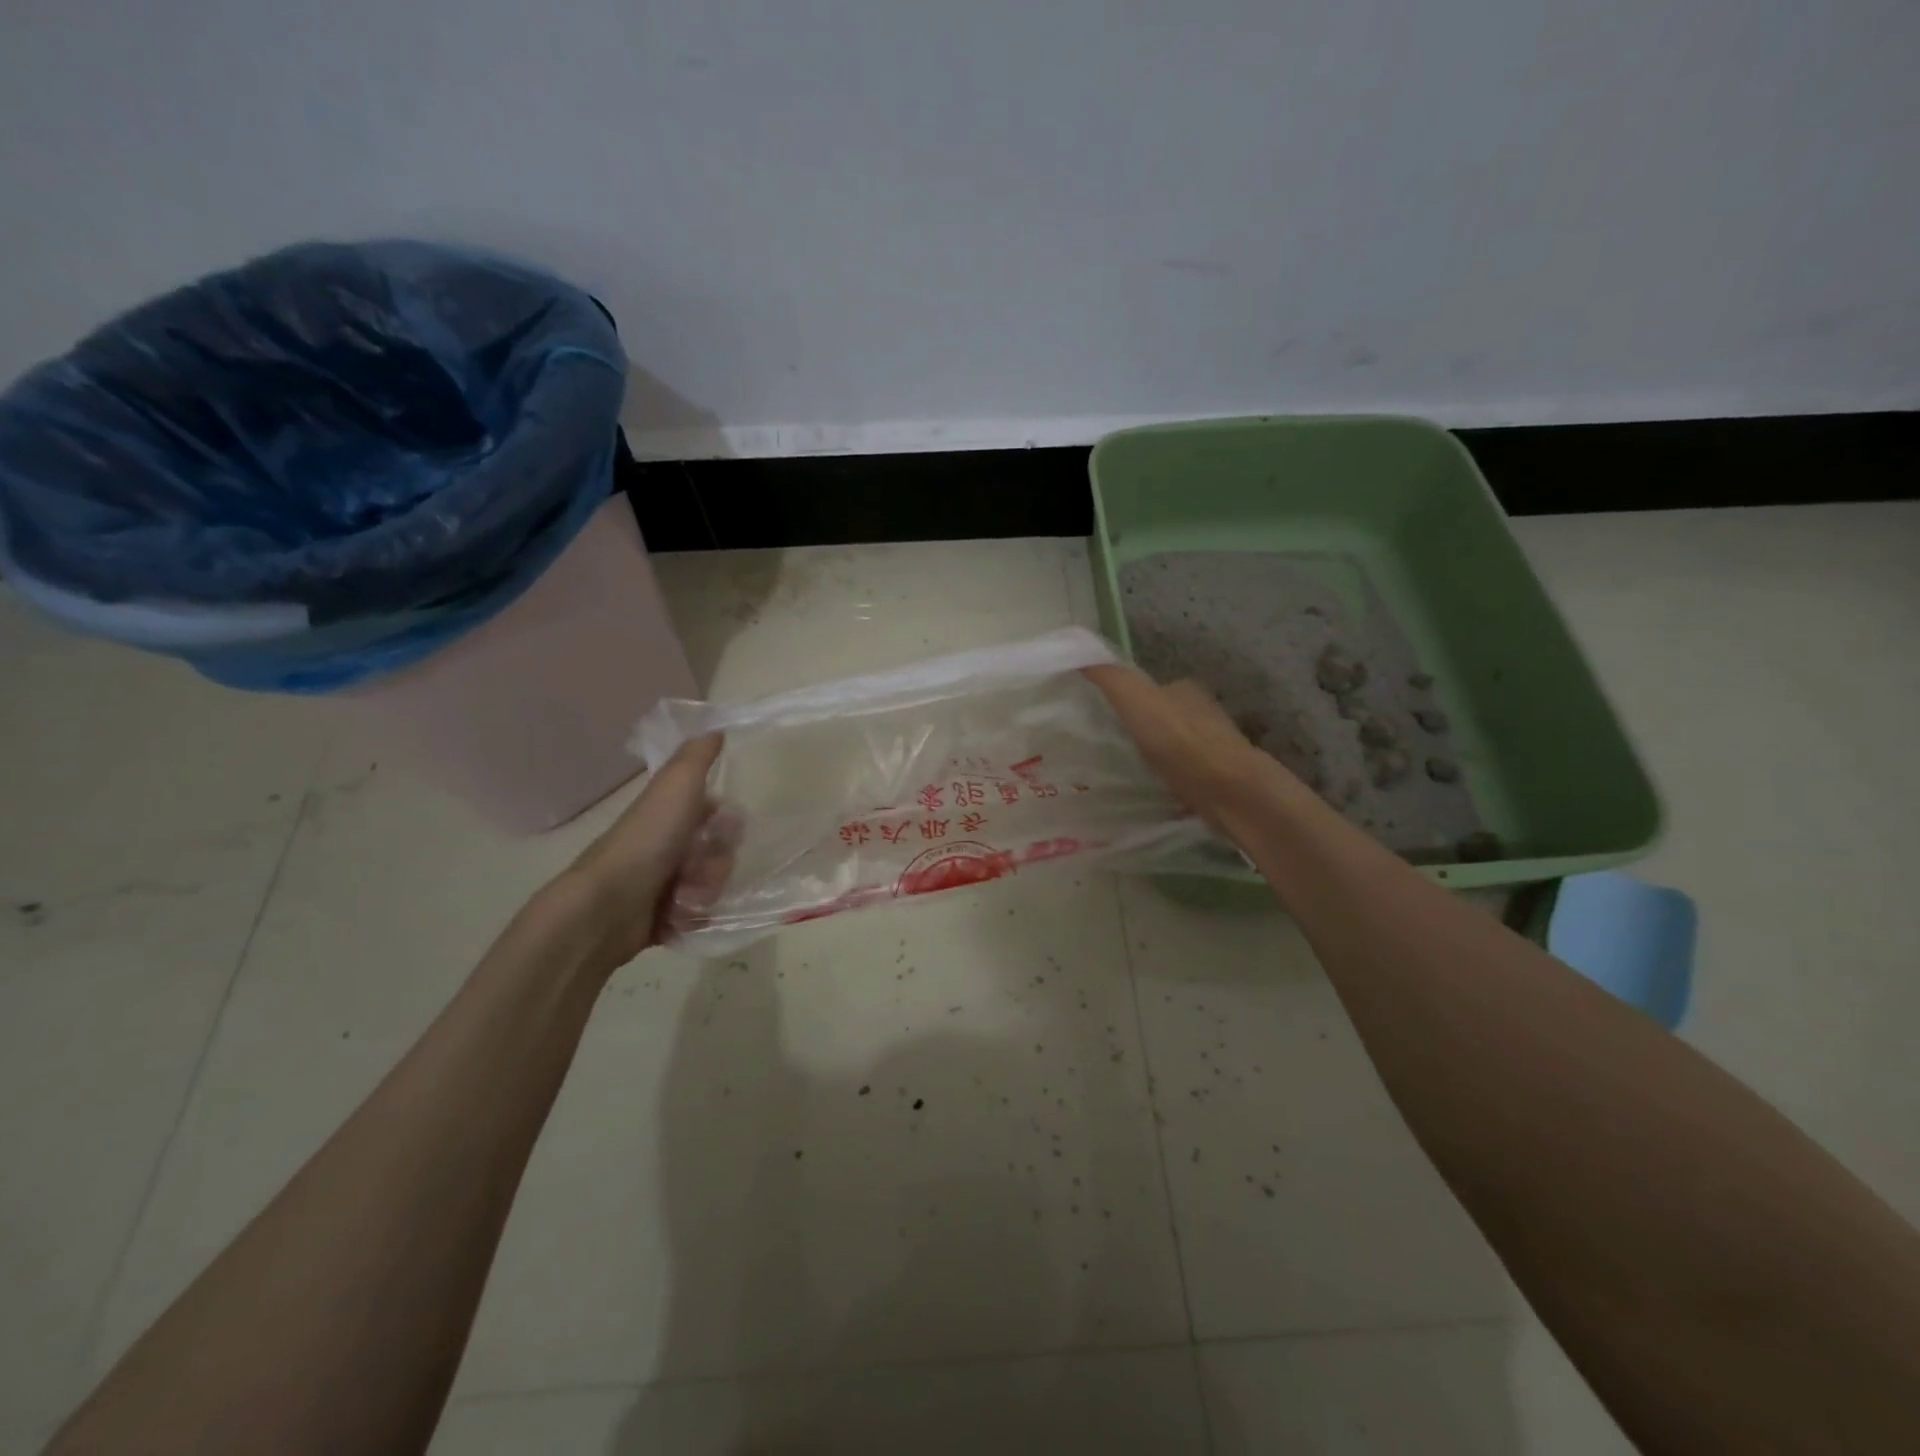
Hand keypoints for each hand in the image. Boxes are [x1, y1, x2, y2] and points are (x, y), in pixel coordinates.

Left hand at [553, 734, 737, 973]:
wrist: (609, 905)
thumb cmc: (647, 840)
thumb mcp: (676, 786)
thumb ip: (697, 756)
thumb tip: (715, 727)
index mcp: (668, 815)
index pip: (714, 815)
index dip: (727, 823)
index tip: (728, 829)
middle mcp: (666, 846)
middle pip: (719, 852)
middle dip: (719, 861)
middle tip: (703, 867)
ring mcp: (662, 883)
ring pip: (712, 885)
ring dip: (708, 889)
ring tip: (688, 895)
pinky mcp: (661, 918)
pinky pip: (699, 916)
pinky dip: (695, 915)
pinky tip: (682, 914)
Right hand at [1082, 663, 1279, 829]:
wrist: (1228, 790)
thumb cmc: (1178, 740)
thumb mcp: (1134, 698)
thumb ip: (1109, 677)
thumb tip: (1079, 655)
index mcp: (1185, 689)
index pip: (1151, 687)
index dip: (1127, 698)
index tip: (1103, 716)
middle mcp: (1202, 713)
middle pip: (1163, 717)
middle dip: (1141, 728)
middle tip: (1109, 745)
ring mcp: (1212, 748)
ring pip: (1174, 746)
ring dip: (1155, 755)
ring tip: (1127, 770)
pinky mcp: (1216, 779)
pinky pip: (1183, 773)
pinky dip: (1168, 778)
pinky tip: (1152, 790)